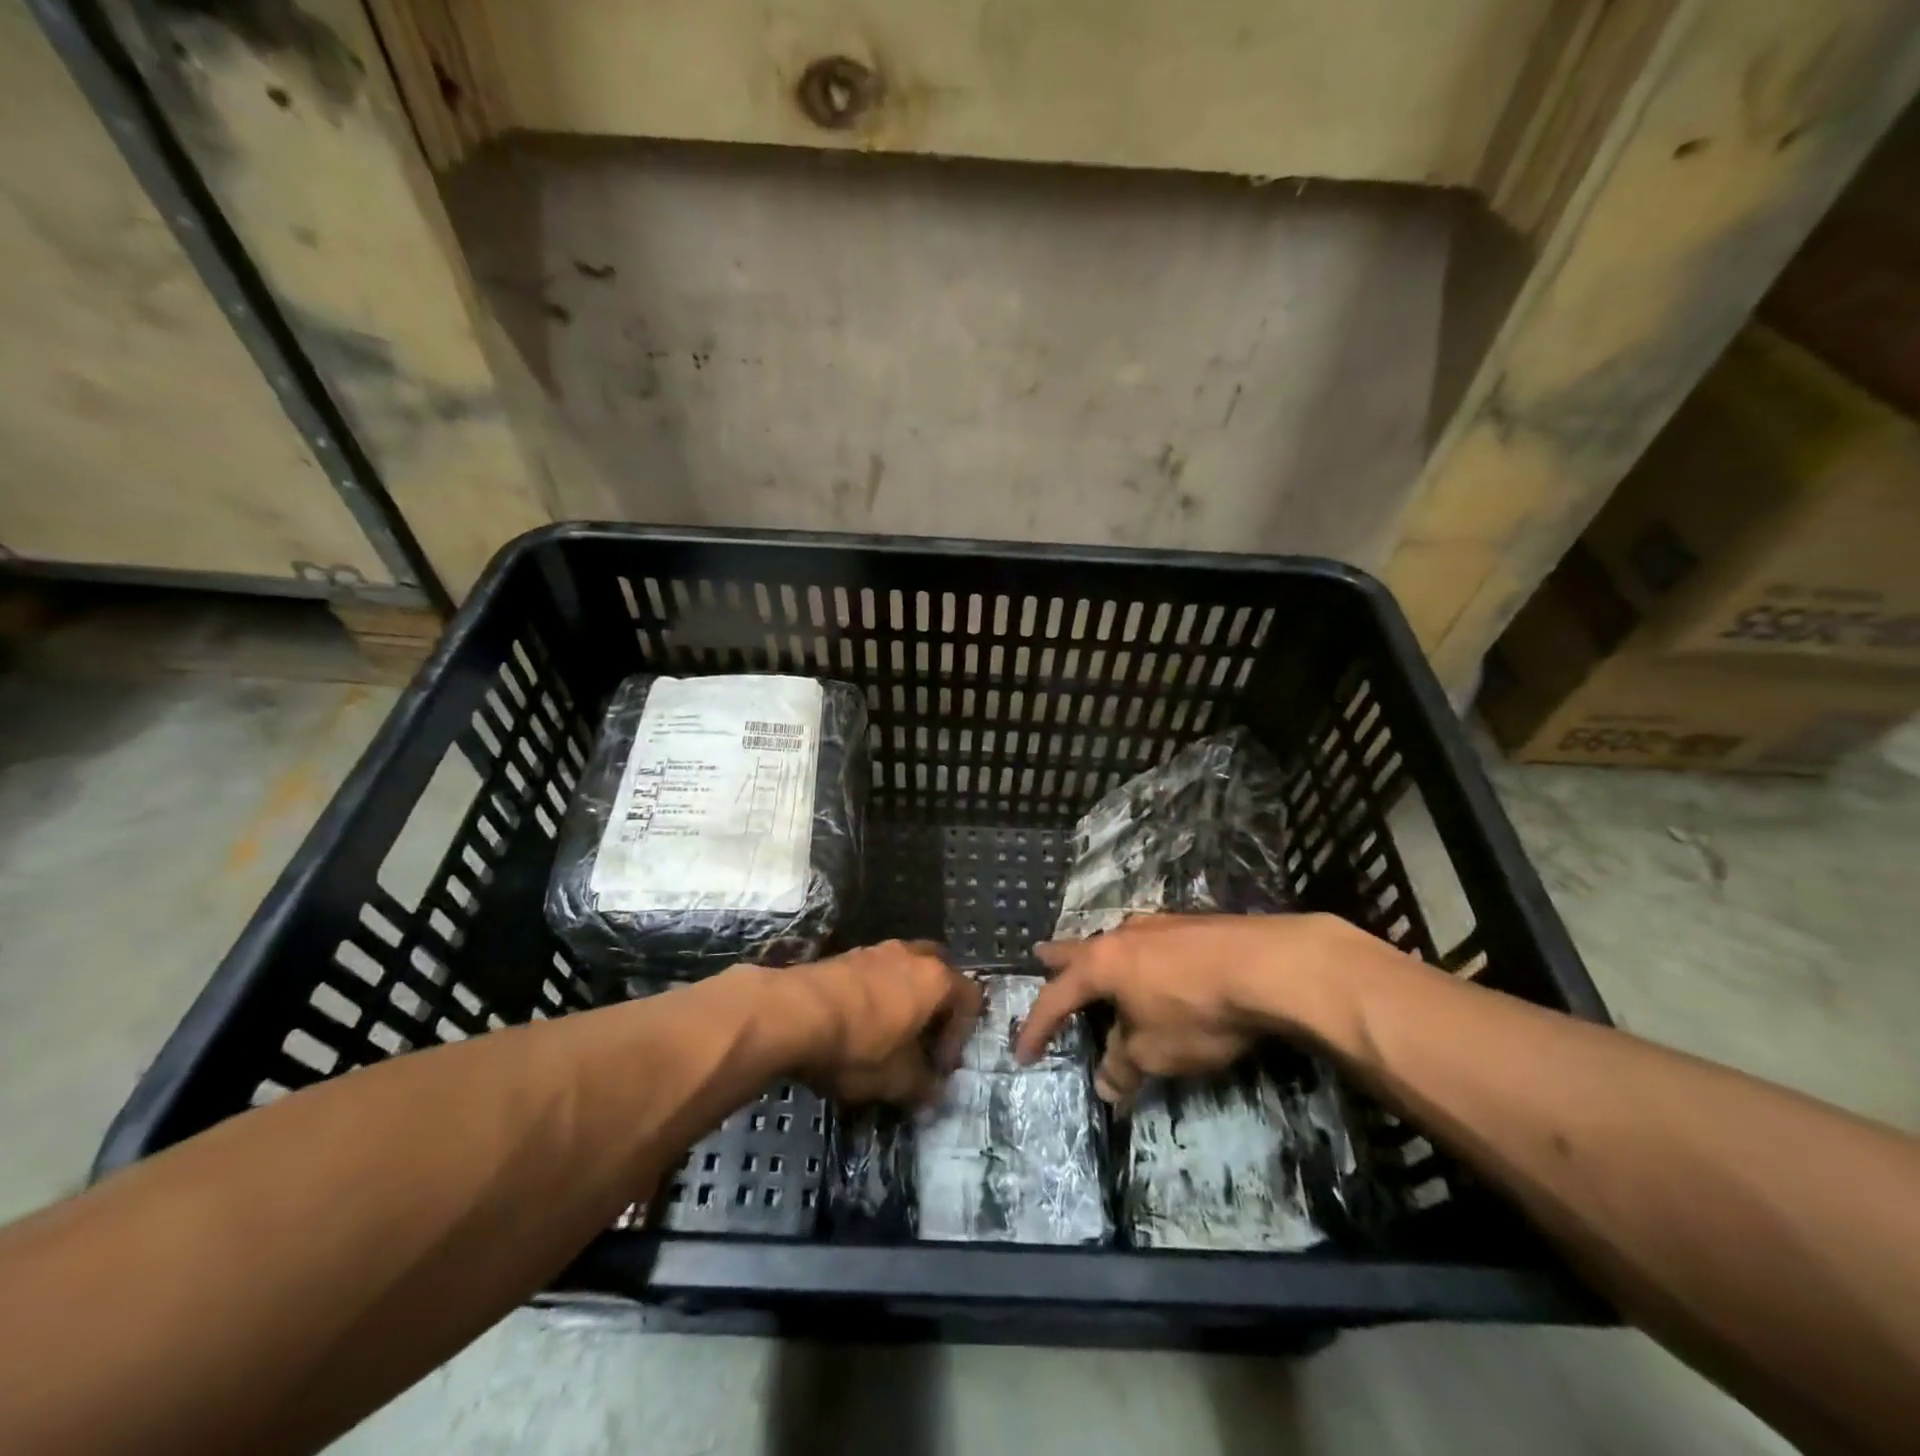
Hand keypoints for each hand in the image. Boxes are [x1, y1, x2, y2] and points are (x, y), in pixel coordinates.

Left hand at [781, 941, 984, 1104]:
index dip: (961, 1036)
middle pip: (939, 974)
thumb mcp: (896, 1080)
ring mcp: (877, 950)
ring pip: (905, 970)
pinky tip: (858, 1025)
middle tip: (923, 1040)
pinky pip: (875, 973)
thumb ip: (923, 1087)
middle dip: (937, 1007)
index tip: (939, 1067)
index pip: (969, 999)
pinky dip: (877, 995)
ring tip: (888, 1035)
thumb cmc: (859, 1045)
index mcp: (936, 979)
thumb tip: (934, 1095)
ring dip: (905, 999)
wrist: (793, 1013)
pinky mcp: (845, 955)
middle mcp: (912, 955)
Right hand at [1014, 913, 1349, 1104]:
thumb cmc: (1197, 1011)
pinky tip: (1155, 964)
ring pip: (1118, 941)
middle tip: (1039, 955)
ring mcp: (1160, 926)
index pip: (1056, 999)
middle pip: (1080, 949)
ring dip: (1103, 956)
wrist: (1268, 966)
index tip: (1023, 1052)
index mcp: (1102, 965)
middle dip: (1059, 958)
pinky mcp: (1194, 926)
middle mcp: (1123, 937)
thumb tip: (1107, 1084)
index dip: (1036, 1027)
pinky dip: (1140, 958)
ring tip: (1100, 963)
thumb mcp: (1155, 1051)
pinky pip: (1151, 943)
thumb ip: (1125, 1065)